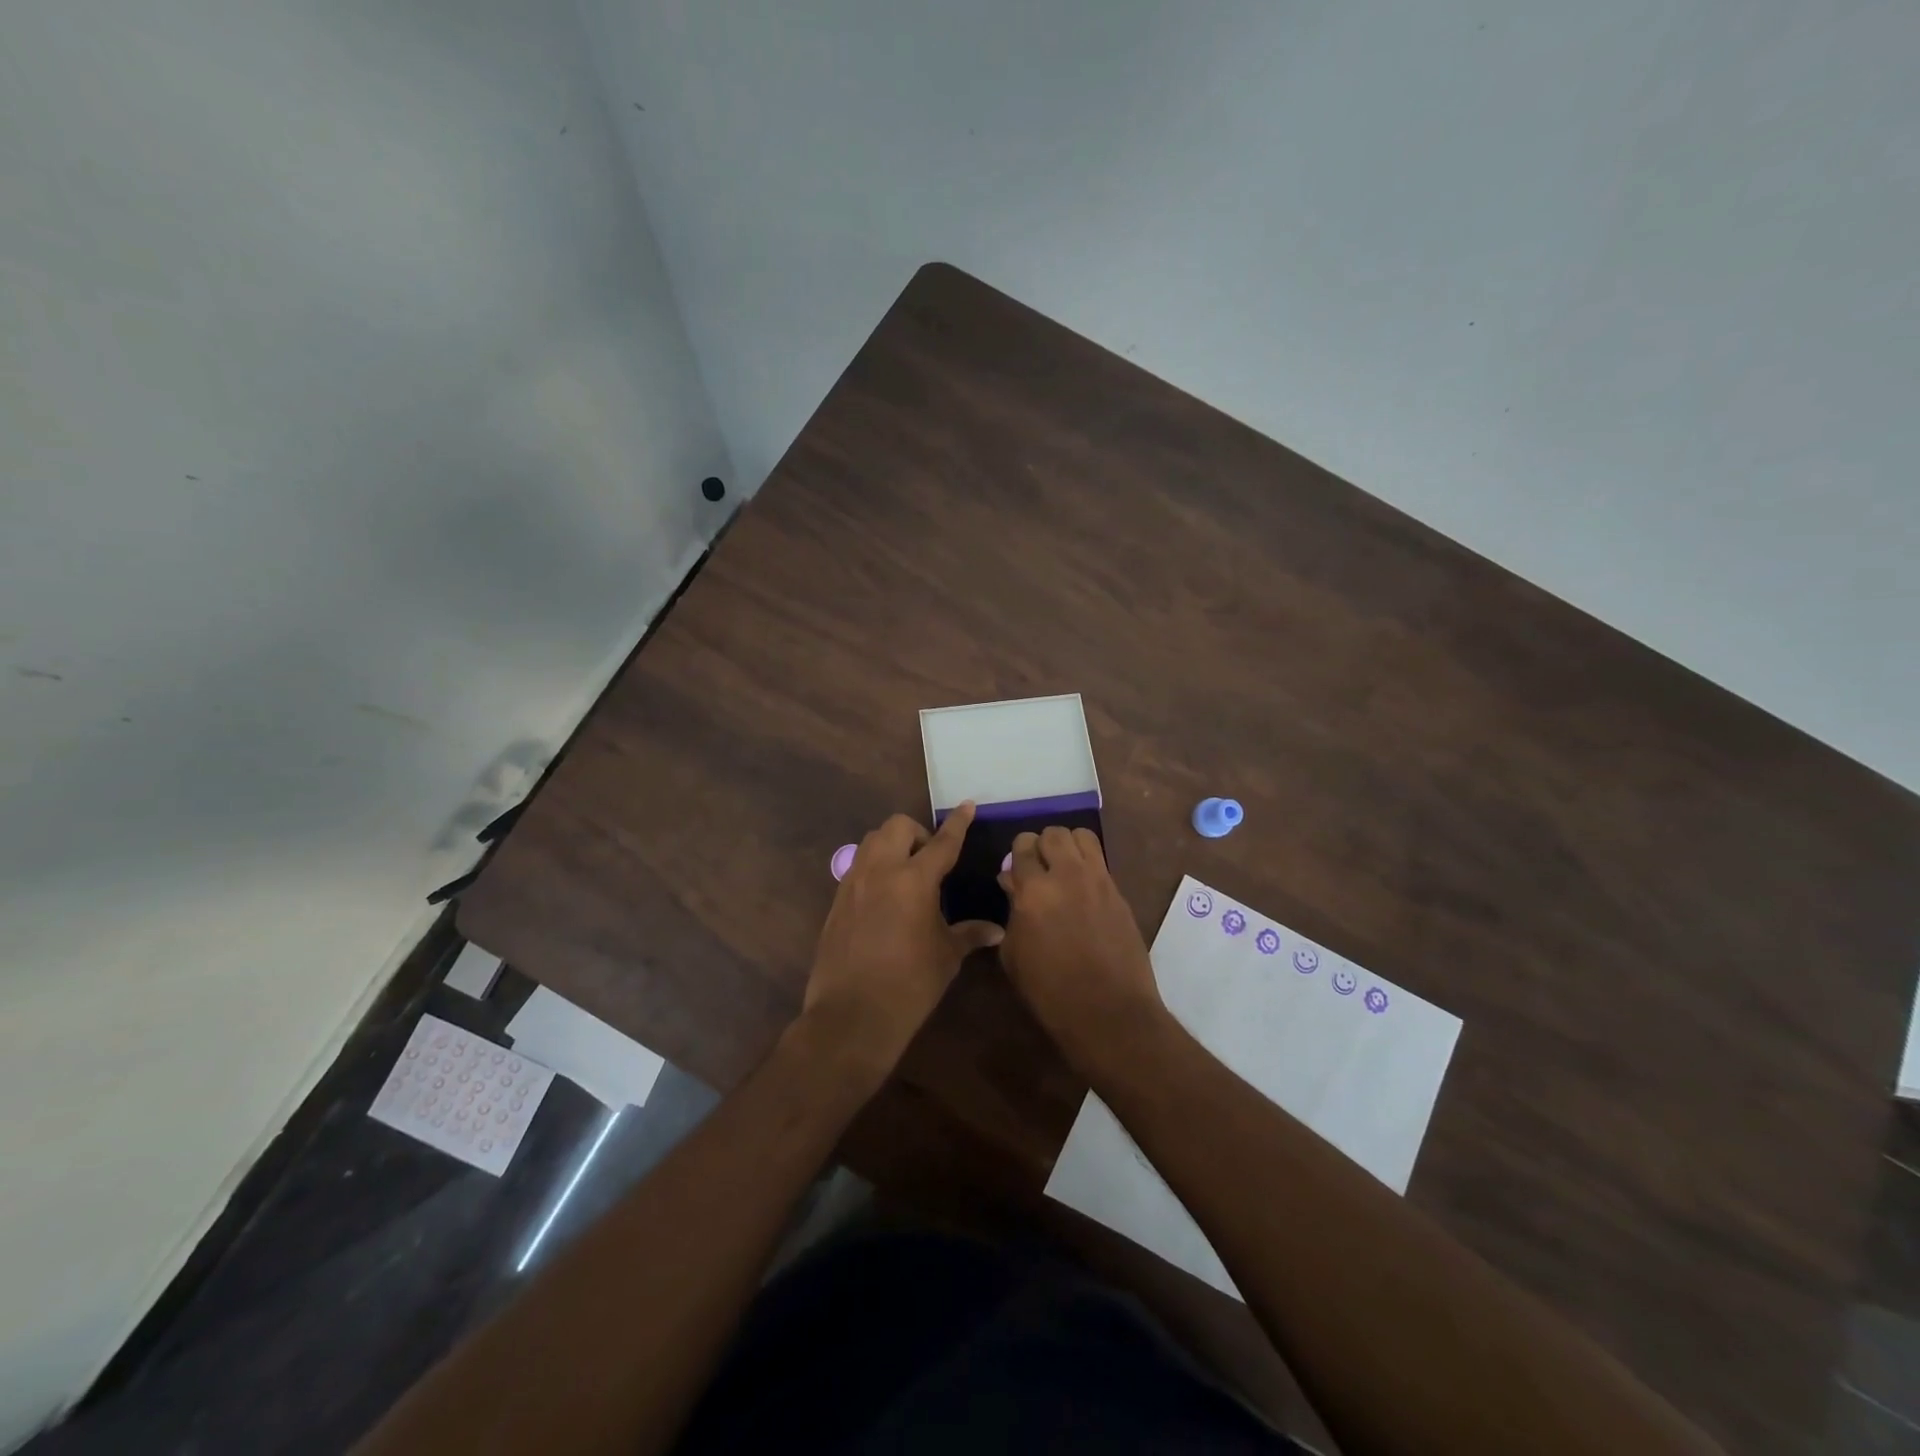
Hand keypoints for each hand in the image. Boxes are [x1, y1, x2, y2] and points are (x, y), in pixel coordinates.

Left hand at [800, 803, 1003, 1082]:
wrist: (852, 1015)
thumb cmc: (909, 985)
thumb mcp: (946, 957)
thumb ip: (969, 934)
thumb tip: (997, 930)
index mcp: (914, 880)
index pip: (941, 842)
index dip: (957, 823)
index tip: (966, 805)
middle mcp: (880, 871)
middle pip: (897, 826)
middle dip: (917, 833)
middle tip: (930, 860)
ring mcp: (853, 883)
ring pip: (871, 841)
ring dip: (892, 845)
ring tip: (907, 874)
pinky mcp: (836, 901)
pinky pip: (857, 866)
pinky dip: (875, 867)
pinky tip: (885, 897)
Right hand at [998, 826, 1167, 1079]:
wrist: (1108, 1011)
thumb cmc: (1050, 991)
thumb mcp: (1014, 954)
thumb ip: (1012, 910)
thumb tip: (1012, 883)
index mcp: (1033, 890)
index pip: (1022, 846)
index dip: (1016, 854)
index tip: (1016, 870)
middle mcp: (1067, 874)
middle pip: (1053, 833)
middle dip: (1042, 845)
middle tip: (1039, 868)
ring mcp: (1098, 880)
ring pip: (1082, 836)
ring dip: (1068, 846)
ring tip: (1064, 868)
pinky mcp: (1119, 891)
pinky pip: (1101, 860)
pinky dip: (1088, 864)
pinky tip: (1083, 888)